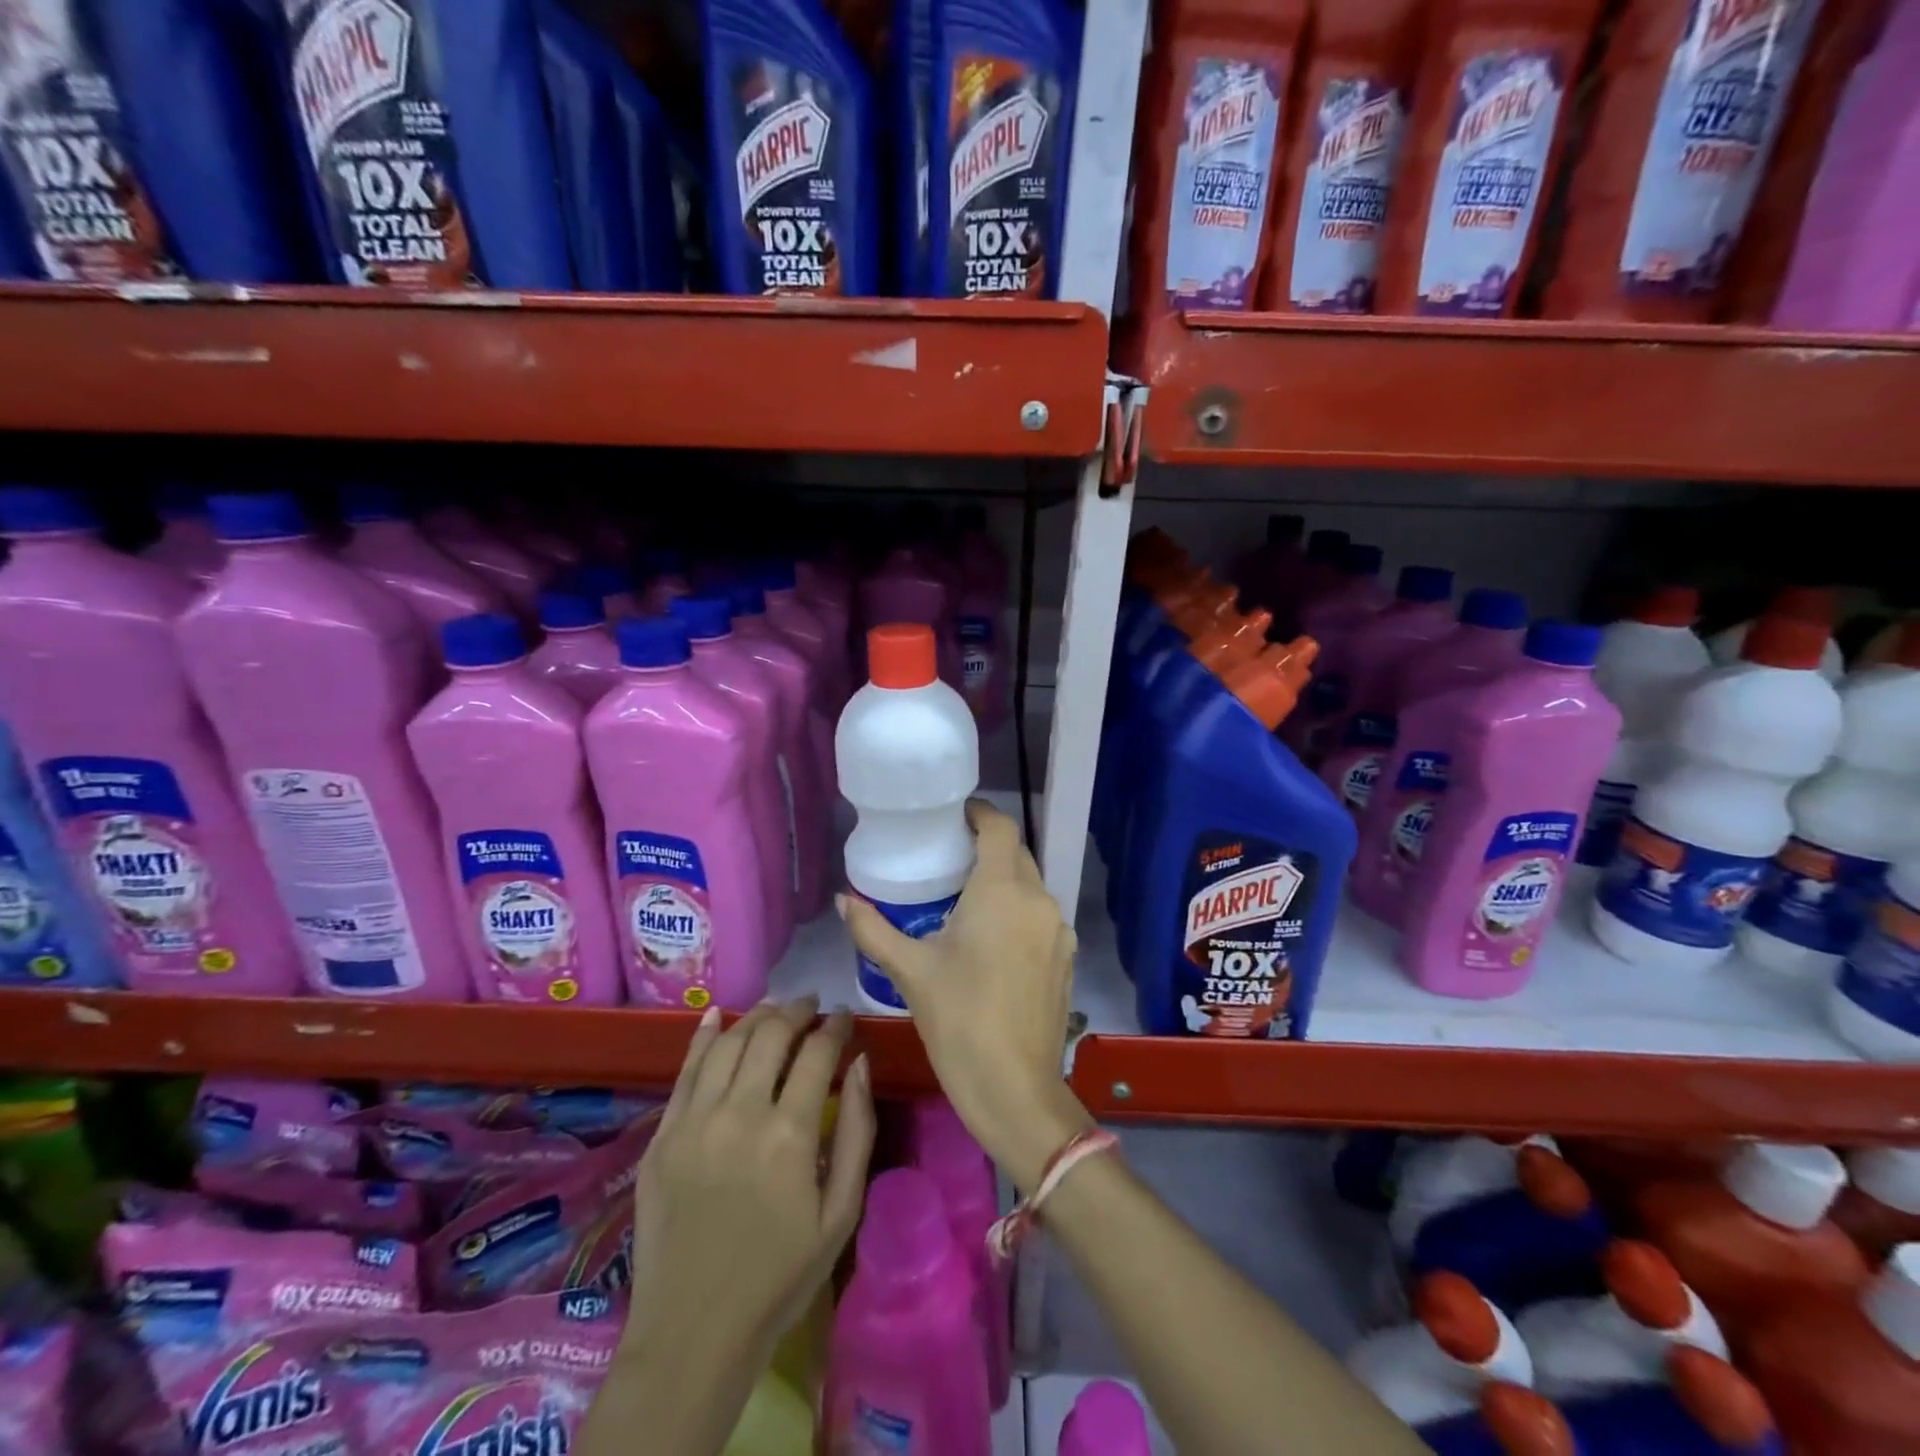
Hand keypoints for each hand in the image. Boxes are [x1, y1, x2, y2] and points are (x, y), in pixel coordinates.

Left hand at [626, 998, 875, 1364]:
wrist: (694, 1333)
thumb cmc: (780, 1276)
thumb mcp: (841, 1212)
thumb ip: (858, 1130)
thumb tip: (860, 1063)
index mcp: (790, 1133)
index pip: (818, 1052)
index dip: (836, 1026)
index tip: (845, 1018)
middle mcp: (740, 1112)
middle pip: (771, 1034)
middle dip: (798, 1011)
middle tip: (813, 1008)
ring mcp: (695, 1121)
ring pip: (729, 1042)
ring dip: (757, 1017)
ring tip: (776, 1012)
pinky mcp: (662, 1135)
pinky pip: (685, 1069)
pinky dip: (704, 1036)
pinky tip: (718, 1016)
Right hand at [840, 799, 1092, 1189]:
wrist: (1015, 1089)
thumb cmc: (959, 1021)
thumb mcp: (910, 971)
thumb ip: (873, 929)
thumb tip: (843, 900)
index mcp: (1002, 891)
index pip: (1000, 827)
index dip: (979, 813)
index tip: (954, 815)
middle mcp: (1038, 900)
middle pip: (1016, 854)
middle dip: (987, 847)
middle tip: (949, 856)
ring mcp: (1058, 930)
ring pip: (1030, 887)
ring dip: (1003, 882)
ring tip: (966, 899)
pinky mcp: (1065, 957)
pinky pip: (1040, 917)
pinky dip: (1017, 912)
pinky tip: (992, 939)